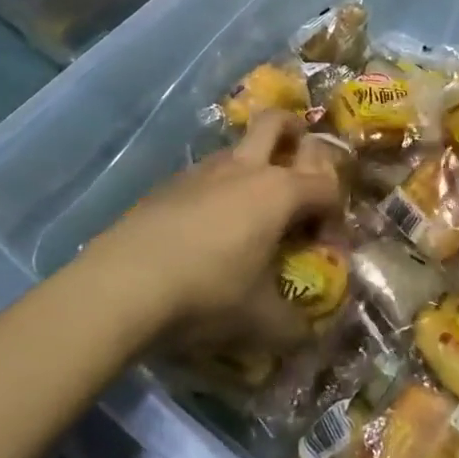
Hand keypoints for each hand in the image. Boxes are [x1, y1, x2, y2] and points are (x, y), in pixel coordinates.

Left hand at [80, 112, 342, 353]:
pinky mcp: (169, 183)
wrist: (123, 283)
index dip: (335, 211)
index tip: (326, 243)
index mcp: (278, 192)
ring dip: (254, 160)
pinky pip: (206, 173)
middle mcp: (245, 169)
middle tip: (300, 154)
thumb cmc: (206, 293)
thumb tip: (310, 334)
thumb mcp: (259, 321)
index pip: (326, 185)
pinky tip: (207, 224)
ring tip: (253, 201)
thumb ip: (294, 326)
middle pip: (277, 123)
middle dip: (295, 130)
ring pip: (238, 146)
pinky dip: (218, 186)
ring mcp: (203, 170)